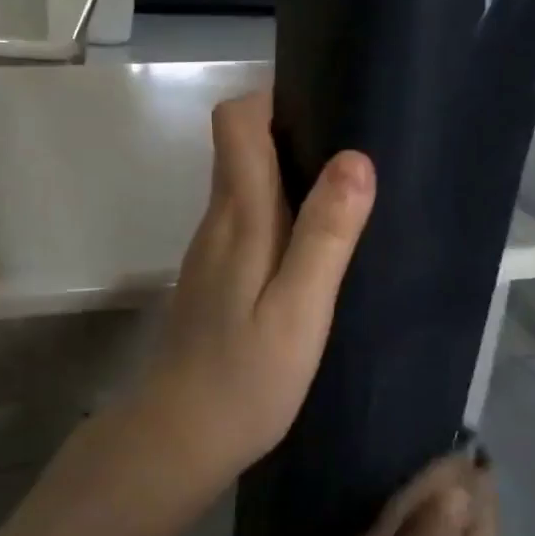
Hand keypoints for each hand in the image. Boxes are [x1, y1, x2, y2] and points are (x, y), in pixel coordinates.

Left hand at [133, 90, 374, 486]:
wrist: (179, 436)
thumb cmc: (246, 379)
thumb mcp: (299, 310)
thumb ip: (325, 235)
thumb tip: (355, 158)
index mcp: (238, 217)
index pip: (235, 122)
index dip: (273, 99)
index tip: (325, 106)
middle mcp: (218, 220)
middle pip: (240, 144)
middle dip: (291, 130)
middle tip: (354, 149)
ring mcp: (211, 248)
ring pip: (244, 180)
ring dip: (288, 171)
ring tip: (346, 191)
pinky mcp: (215, 274)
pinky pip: (246, 216)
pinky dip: (279, 209)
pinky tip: (313, 243)